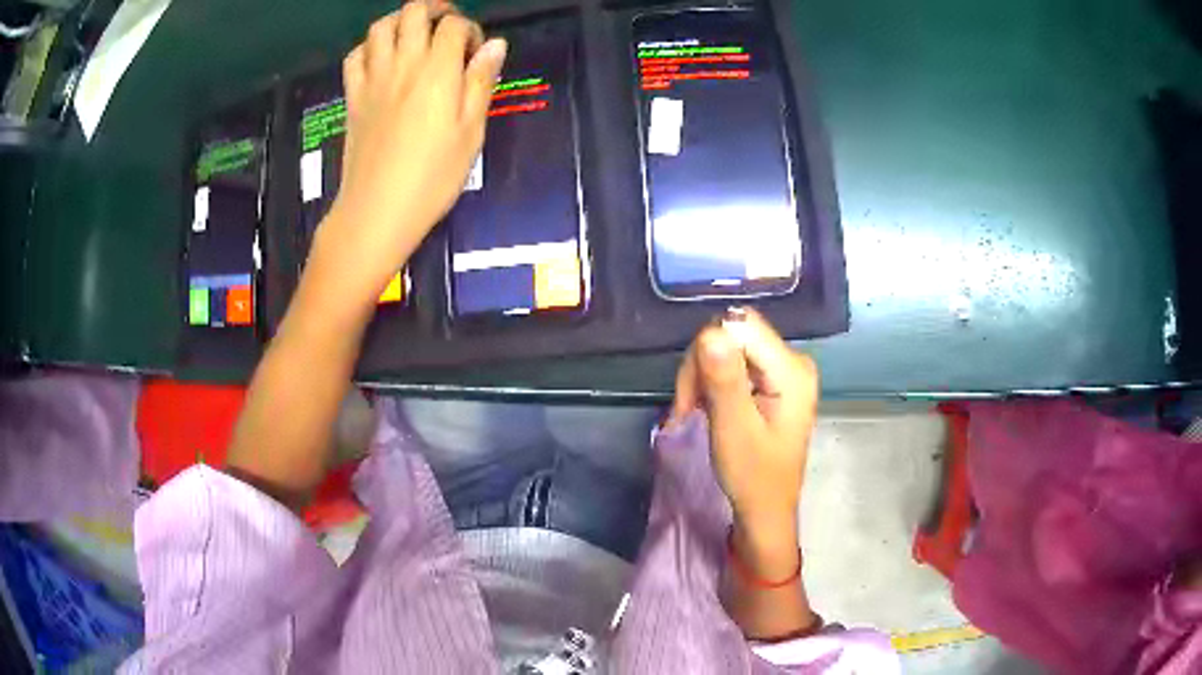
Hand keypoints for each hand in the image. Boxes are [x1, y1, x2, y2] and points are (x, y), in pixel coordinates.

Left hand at [319, 1, 506, 298]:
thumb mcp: (471, 133)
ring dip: (400, 22)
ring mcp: (372, 79)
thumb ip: (481, 83)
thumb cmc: (433, 178)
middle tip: (446, 29)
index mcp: (437, 71)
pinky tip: (381, 59)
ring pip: (380, 27)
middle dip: (435, 11)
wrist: (377, 211)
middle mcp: (403, 64)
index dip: (470, 31)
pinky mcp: (353, 97)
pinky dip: (369, 47)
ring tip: (414, 36)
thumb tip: (495, 45)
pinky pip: (354, 56)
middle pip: (413, 12)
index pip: (454, 25)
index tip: (475, 54)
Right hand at [671, 308, 818, 576]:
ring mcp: (784, 370)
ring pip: (728, 348)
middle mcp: (792, 360)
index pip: (740, 327)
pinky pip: (734, 363)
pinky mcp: (773, 380)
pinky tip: (706, 407)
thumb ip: (724, 380)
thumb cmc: (753, 476)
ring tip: (693, 412)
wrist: (765, 509)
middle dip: (701, 366)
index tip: (690, 394)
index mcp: (791, 369)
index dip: (707, 350)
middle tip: (687, 409)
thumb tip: (710, 332)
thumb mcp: (734, 429)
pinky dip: (712, 382)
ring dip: (702, 376)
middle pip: (733, 335)